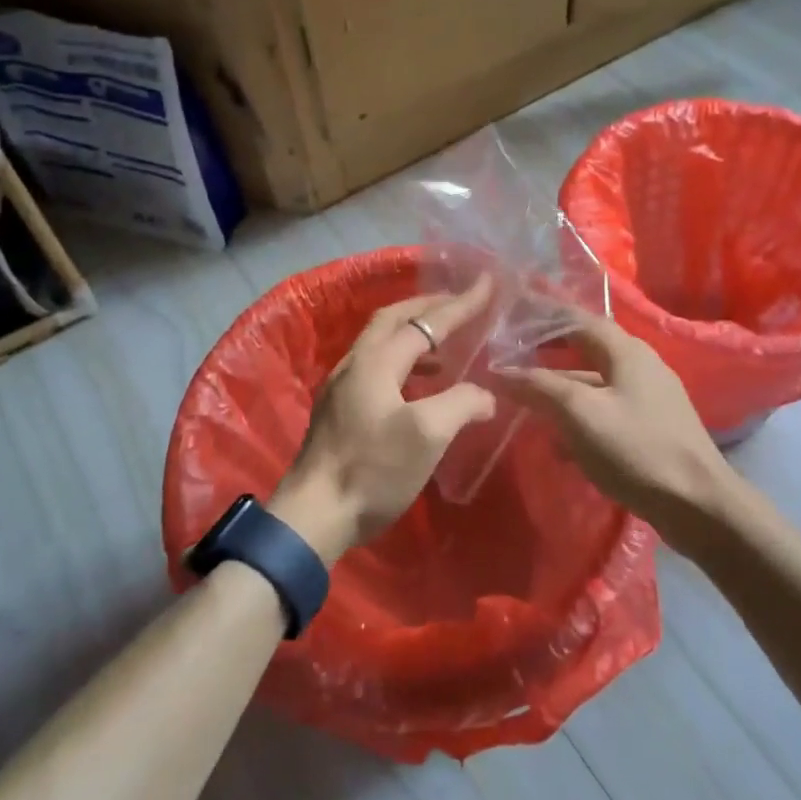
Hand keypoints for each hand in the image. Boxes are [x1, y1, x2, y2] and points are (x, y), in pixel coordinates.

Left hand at [272, 277, 497, 564]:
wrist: (313, 515)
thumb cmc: (372, 470)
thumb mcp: (427, 435)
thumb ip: (461, 404)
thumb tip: (485, 395)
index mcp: (375, 361)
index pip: (424, 323)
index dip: (459, 304)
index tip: (487, 284)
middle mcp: (354, 364)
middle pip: (393, 319)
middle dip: (429, 307)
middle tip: (461, 303)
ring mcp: (341, 387)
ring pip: (381, 343)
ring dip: (415, 334)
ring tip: (447, 346)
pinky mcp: (337, 410)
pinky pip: (375, 367)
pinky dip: (403, 361)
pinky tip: (418, 386)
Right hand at [503, 314, 762, 550]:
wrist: (699, 505)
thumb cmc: (636, 449)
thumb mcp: (579, 413)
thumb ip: (538, 387)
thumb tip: (500, 371)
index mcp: (626, 351)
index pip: (577, 319)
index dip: (543, 316)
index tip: (511, 316)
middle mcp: (640, 366)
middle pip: (586, 350)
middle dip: (548, 355)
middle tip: (512, 359)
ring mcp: (649, 399)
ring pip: (594, 384)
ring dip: (560, 391)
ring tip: (525, 404)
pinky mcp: (651, 429)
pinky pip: (605, 412)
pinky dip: (578, 419)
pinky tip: (560, 445)